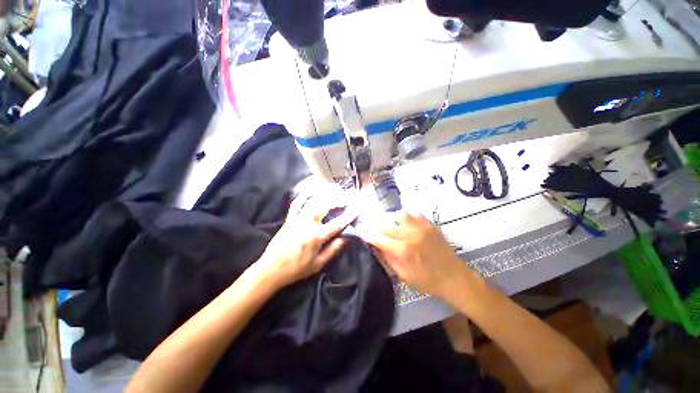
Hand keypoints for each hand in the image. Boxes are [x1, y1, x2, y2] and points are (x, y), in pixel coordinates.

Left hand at [256, 196, 356, 287]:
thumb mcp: (318, 264)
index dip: (349, 215)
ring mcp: (297, 218)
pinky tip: (311, 190)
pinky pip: (297, 202)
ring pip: (313, 201)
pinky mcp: (289, 218)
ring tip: (333, 190)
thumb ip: (333, 249)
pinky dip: (304, 195)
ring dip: (324, 194)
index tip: (357, 208)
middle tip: (346, 196)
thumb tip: (347, 238)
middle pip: (325, 206)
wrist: (271, 269)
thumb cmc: (297, 269)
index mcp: (316, 236)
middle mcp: (307, 223)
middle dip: (337, 199)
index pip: (337, 223)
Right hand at [362, 211, 471, 299]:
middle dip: (378, 229)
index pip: (379, 239)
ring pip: (399, 215)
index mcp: (403, 251)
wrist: (454, 278)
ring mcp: (421, 228)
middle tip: (376, 233)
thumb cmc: (427, 281)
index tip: (363, 234)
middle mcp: (410, 235)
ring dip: (392, 221)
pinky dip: (407, 217)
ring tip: (392, 227)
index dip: (368, 236)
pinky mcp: (429, 225)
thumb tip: (376, 246)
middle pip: (386, 226)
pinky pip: (414, 214)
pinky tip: (406, 223)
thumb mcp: (403, 276)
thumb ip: (388, 259)